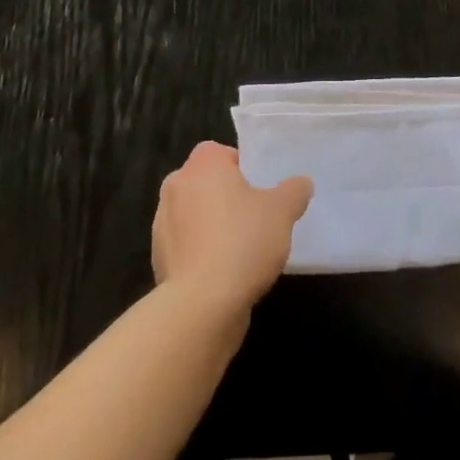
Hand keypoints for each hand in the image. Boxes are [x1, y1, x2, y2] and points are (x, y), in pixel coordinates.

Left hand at [152, 142, 312, 315]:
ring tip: (240, 250)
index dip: (241, 168)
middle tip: (254, 217)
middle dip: (225, 197)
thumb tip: (301, 184)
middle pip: (205, 183)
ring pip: (193, 215)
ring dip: (211, 226)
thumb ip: (294, 191)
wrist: (201, 306)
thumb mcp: (282, 212)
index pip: (220, 152)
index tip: (259, 191)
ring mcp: (162, 224)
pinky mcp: (158, 259)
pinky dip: (200, 254)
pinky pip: (185, 247)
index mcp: (202, 164)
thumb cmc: (242, 242)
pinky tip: (223, 275)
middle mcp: (176, 185)